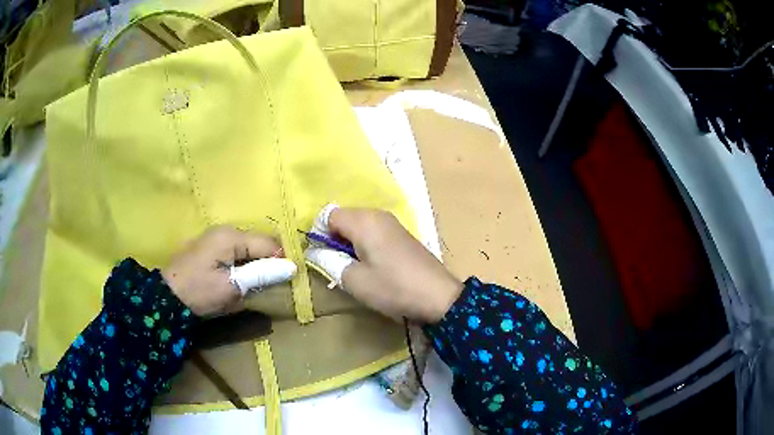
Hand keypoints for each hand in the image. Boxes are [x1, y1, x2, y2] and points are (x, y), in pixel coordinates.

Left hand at [162, 226, 281, 316]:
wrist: (166, 298)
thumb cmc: (199, 292)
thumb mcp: (231, 287)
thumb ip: (261, 274)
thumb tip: (291, 267)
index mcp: (231, 236)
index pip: (268, 243)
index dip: (282, 261)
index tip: (287, 282)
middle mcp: (225, 231)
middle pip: (259, 243)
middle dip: (268, 262)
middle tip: (269, 286)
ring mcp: (216, 237)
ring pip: (248, 247)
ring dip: (255, 264)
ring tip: (255, 285)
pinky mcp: (210, 246)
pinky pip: (236, 251)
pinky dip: (243, 264)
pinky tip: (239, 279)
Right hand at [328, 208, 462, 322]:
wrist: (439, 297)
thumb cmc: (393, 288)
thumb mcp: (354, 280)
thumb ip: (329, 262)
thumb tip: (316, 252)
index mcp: (363, 221)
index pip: (328, 215)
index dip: (319, 235)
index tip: (323, 257)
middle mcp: (378, 214)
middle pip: (344, 218)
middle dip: (335, 239)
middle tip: (338, 266)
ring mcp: (393, 223)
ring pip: (359, 226)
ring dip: (351, 244)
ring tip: (356, 268)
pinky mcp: (402, 234)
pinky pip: (374, 232)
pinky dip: (366, 245)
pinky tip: (374, 266)